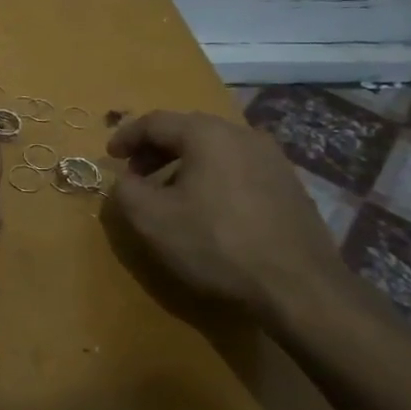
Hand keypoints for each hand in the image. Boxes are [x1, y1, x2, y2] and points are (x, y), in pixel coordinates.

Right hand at [102, 110, 345, 327]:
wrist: (299, 288)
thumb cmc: (216, 244)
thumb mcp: (152, 219)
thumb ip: (125, 190)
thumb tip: (124, 179)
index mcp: (207, 134)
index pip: (155, 121)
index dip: (126, 137)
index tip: (110, 157)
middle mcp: (243, 135)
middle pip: (188, 130)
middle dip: (156, 150)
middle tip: (137, 175)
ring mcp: (273, 159)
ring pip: (216, 150)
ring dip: (185, 164)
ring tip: (170, 194)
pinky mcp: (290, 186)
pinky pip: (239, 168)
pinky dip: (213, 177)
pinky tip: (209, 209)